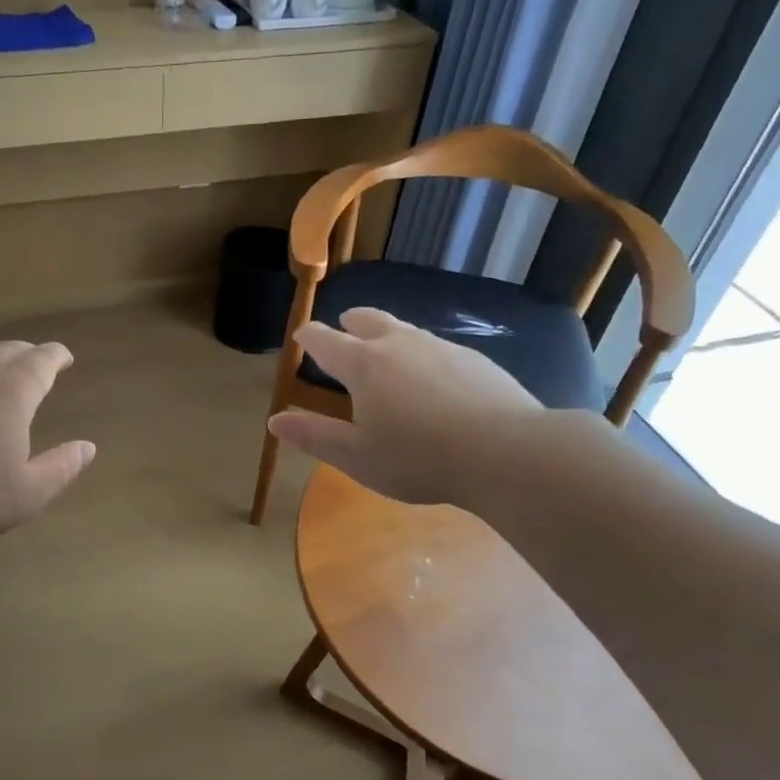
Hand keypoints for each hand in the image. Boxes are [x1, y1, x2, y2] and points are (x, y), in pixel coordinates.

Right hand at [267, 308, 542, 505]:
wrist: (505, 452)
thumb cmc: (418, 458)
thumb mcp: (356, 457)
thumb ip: (315, 436)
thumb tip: (275, 420)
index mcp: (364, 365)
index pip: (327, 342)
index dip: (310, 337)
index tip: (302, 334)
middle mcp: (400, 345)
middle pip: (369, 321)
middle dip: (351, 322)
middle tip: (344, 325)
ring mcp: (441, 347)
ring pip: (406, 330)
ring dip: (388, 334)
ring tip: (385, 347)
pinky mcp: (474, 359)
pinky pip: (437, 348)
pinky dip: (422, 353)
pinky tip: (431, 375)